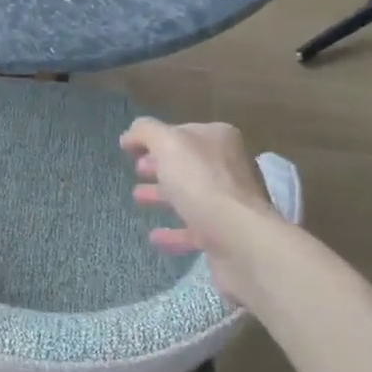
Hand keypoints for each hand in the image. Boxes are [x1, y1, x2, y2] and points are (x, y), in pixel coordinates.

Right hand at [120, 118, 275, 305]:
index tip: (131, 150)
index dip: (155, 139)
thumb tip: (130, 136)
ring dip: (164, 195)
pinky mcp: (226, 234)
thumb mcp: (167, 144)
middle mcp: (228, 166)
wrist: (240, 239)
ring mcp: (230, 201)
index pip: (182, 132)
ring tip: (138, 198)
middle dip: (160, 166)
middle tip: (137, 171)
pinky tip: (154, 236)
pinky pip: (194, 228)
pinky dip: (174, 231)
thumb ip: (146, 132)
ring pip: (190, 194)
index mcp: (219, 139)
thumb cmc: (202, 183)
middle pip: (187, 162)